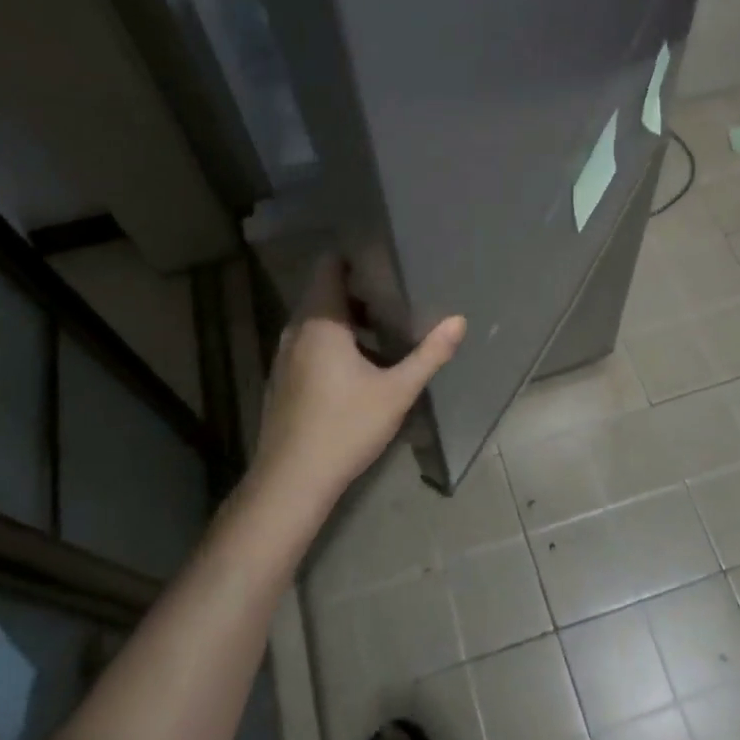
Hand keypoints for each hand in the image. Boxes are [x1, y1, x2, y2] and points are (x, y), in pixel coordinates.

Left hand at [252, 258, 465, 508]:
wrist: (291, 482)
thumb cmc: (345, 427)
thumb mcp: (396, 391)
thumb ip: (429, 354)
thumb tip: (458, 320)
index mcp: (320, 322)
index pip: (328, 267)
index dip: (353, 257)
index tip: (383, 258)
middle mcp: (296, 331)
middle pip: (324, 293)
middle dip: (357, 290)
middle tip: (395, 294)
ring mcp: (283, 357)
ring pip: (316, 322)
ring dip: (346, 320)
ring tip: (383, 329)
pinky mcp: (281, 380)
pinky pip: (308, 344)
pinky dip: (331, 343)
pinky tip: (357, 368)